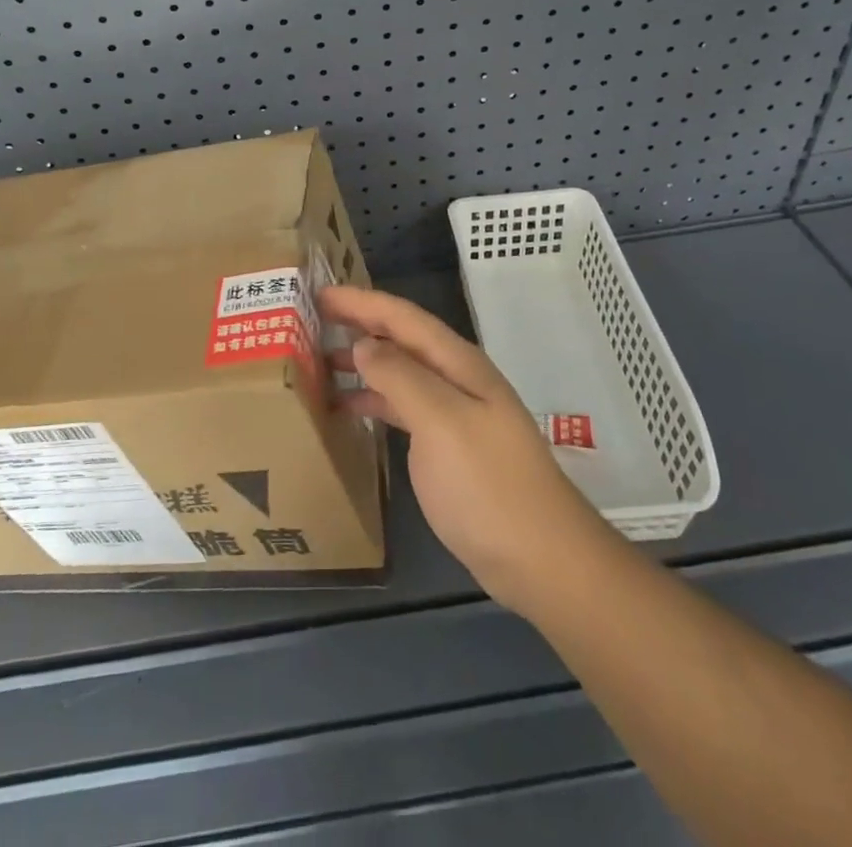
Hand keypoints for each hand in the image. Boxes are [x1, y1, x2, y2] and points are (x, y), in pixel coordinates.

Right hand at [322, 286, 608, 618]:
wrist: (540, 560)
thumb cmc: (487, 485)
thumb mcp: (441, 422)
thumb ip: (401, 377)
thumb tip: (363, 343)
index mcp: (458, 363)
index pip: (402, 317)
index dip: (361, 300)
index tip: (319, 291)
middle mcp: (456, 379)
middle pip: (401, 339)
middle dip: (359, 323)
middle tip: (311, 319)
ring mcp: (454, 414)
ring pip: (400, 372)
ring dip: (363, 361)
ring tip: (319, 360)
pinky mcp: (448, 447)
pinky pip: (403, 407)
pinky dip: (374, 399)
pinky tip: (348, 408)